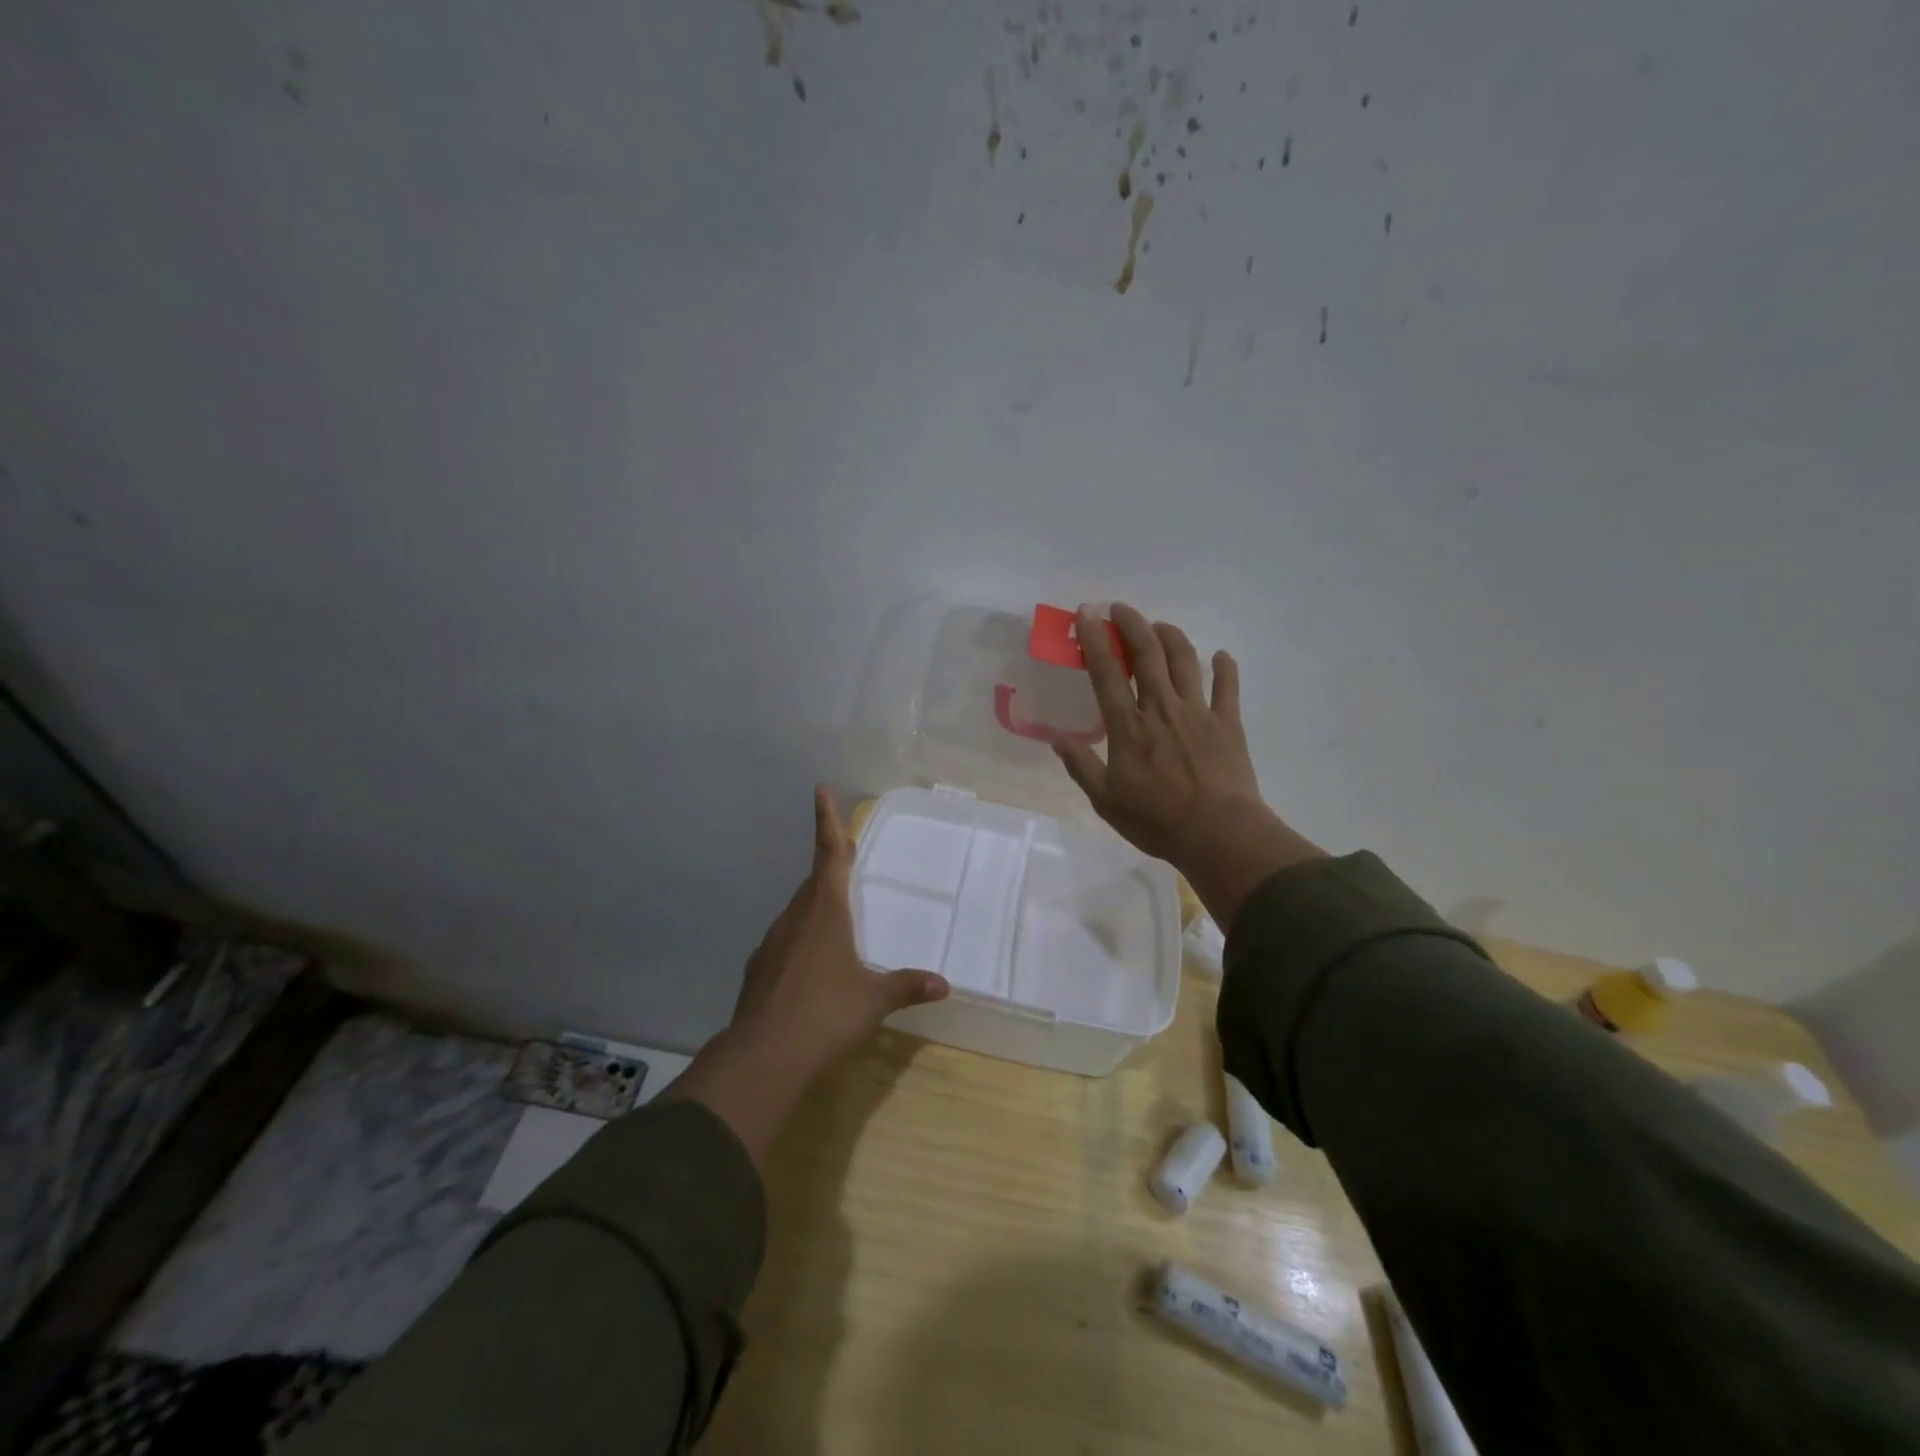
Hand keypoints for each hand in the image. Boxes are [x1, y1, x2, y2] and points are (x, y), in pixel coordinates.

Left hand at [729, 786, 948, 1067]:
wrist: (763, 1057)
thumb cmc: (826, 1015)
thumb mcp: (874, 1000)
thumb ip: (906, 986)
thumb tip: (943, 985)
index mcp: (825, 911)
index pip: (830, 854)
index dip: (828, 821)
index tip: (820, 790)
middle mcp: (795, 918)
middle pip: (814, 881)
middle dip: (829, 865)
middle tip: (845, 856)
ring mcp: (772, 944)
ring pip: (798, 911)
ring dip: (816, 904)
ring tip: (836, 916)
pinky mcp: (759, 970)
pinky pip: (786, 941)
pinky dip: (802, 940)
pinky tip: (811, 965)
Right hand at [1056, 604, 1323, 926]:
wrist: (1218, 833)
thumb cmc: (1157, 820)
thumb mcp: (1106, 800)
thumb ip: (1082, 766)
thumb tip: (1057, 740)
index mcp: (1128, 726)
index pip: (1107, 672)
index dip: (1095, 641)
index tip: (1086, 616)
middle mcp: (1161, 708)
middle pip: (1147, 653)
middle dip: (1131, 624)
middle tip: (1120, 609)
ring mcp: (1198, 712)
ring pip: (1184, 660)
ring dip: (1171, 636)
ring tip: (1159, 626)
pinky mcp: (1228, 723)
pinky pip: (1227, 687)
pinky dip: (1224, 667)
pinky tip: (1220, 656)